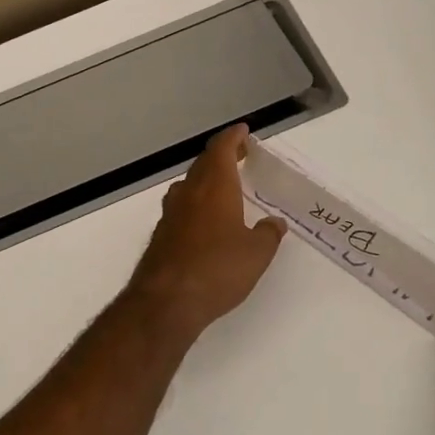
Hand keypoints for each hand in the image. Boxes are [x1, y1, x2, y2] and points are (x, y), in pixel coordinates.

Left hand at [126, 125, 284, 340]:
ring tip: (222, 188)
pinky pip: (181, 209)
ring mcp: (170, 215)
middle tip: (238, 157)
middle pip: (202, 165)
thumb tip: (274, 223)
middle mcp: (188, 194)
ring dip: (205, 180)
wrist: (166, 302)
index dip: (232, 138)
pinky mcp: (161, 237)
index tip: (243, 132)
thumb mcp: (256, 253)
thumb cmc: (217, 269)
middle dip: (221, 157)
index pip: (221, 149)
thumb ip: (268, 234)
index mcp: (214, 187)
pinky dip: (194, 205)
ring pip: (188, 186)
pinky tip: (204, 223)